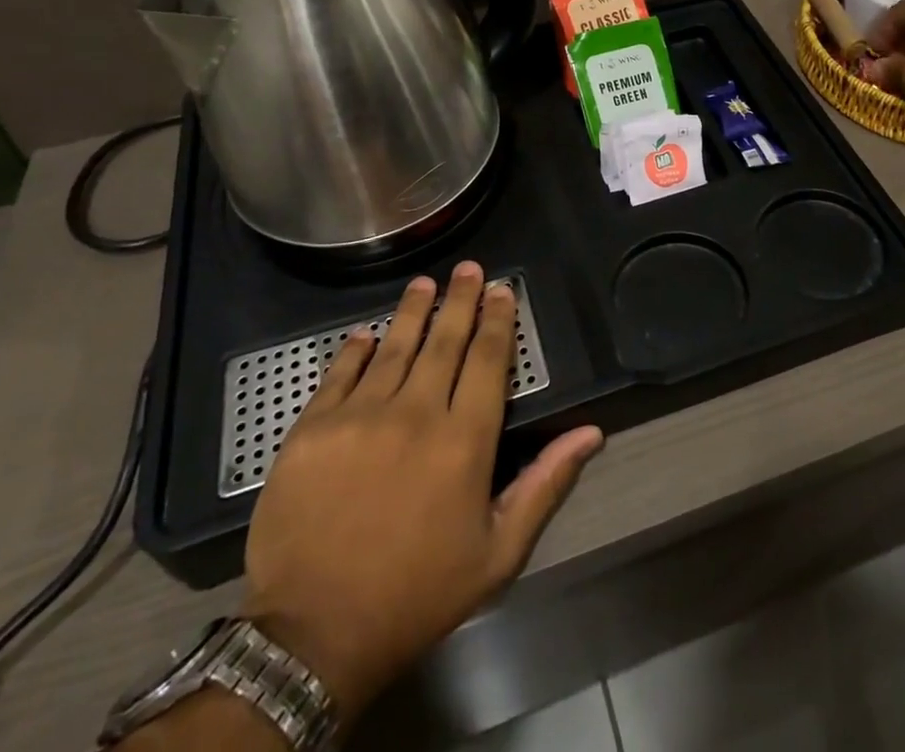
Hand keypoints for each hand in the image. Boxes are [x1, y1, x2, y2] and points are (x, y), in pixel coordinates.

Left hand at [239, 262, 603, 719]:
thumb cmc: (417, 594)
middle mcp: (417, 413)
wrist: (313, 637)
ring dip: (412, 311)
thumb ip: (546, 484)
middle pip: (445, 341)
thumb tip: (591, 432)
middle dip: (460, 299)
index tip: (501, 290)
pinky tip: (366, 333)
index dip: (498, 320)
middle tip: (467, 268)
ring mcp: (360, 417)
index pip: (488, 360)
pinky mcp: (313, 429)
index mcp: (465, 440)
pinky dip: (356, 349)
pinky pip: (340, 373)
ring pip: (395, 347)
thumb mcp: (498, 553)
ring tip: (424, 283)